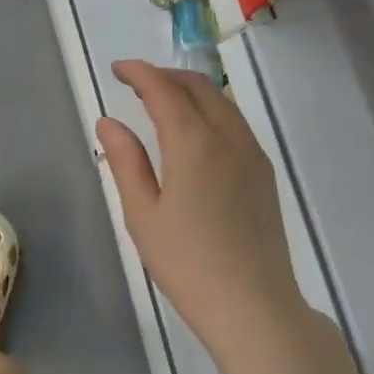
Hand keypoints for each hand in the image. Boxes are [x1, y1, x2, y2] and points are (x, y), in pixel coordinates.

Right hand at [96, 60, 304, 346]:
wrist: (253, 305)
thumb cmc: (187, 264)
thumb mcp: (142, 215)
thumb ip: (126, 161)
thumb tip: (109, 121)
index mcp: (193, 143)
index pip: (164, 90)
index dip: (139, 73)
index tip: (118, 69)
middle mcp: (229, 137)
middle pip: (199, 87)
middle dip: (165, 76)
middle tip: (136, 82)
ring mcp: (252, 154)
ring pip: (222, 102)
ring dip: (191, 91)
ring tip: (162, 101)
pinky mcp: (264, 173)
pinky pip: (235, 123)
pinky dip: (211, 111)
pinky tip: (195, 132)